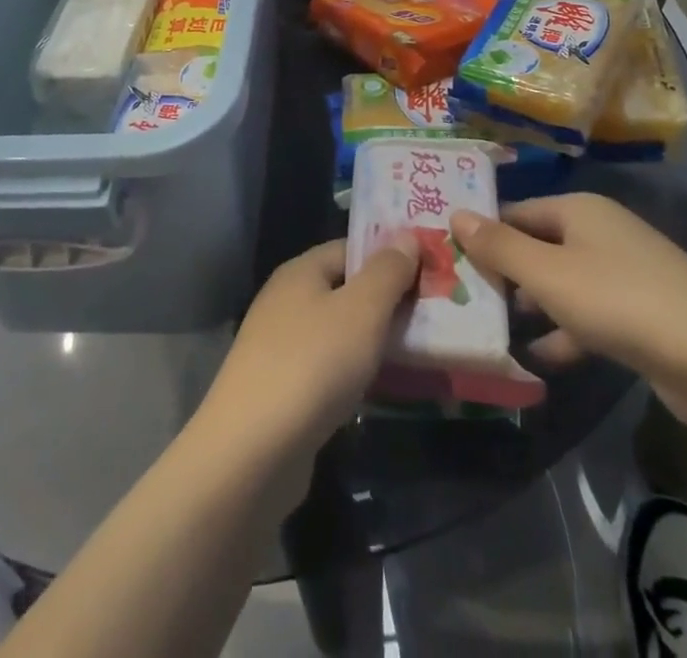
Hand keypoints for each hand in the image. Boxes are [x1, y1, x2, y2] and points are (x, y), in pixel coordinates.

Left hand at [197, 236, 418, 464]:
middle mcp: (286, 300)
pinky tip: (379, 389)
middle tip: (434, 315)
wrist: (253, 449)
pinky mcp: (281, 388)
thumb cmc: (313, 364)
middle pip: (345, 289)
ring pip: (338, 330)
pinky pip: (328, 366)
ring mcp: (280, 345)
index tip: (430, 272)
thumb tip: (407, 237)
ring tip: (418, 352)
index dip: (390, 256)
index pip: (351, 249)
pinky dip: (354, 372)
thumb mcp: (361, 310)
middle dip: (387, 301)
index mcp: (301, 271)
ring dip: (373, 340)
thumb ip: (387, 272)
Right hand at [451, 194, 686, 427]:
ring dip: (534, 305)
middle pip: (540, 245)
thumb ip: (498, 246)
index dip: (484, 234)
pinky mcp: (644, 312)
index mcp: (579, 209)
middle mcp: (603, 231)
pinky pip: (591, 313)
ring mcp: (627, 272)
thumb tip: (455, 214)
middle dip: (506, 273)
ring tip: (497, 329)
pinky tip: (542, 357)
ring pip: (564, 282)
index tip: (452, 260)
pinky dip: (566, 331)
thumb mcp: (546, 274)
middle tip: (467, 298)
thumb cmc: (617, 302)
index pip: (517, 212)